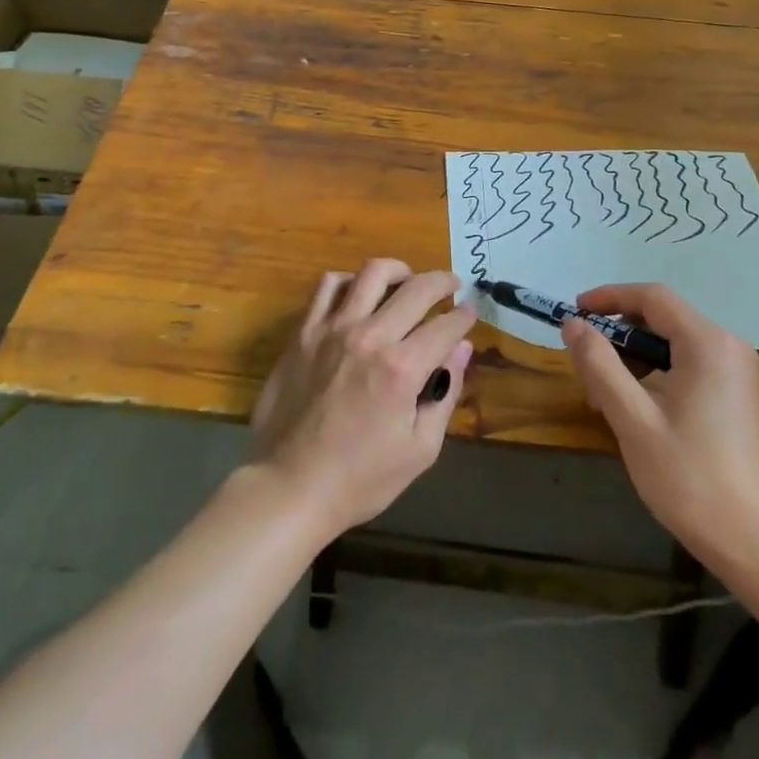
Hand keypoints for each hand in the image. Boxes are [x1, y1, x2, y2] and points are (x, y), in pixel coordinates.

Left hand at [248, 259, 475, 537]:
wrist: (288, 487)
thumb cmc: (360, 479)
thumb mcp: (420, 450)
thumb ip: (445, 393)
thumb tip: (462, 349)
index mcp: (402, 369)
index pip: (446, 325)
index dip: (464, 316)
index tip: (470, 313)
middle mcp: (370, 337)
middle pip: (417, 288)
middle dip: (443, 282)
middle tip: (452, 285)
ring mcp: (333, 329)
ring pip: (372, 273)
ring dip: (399, 270)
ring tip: (408, 280)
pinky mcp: (304, 332)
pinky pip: (328, 286)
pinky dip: (349, 281)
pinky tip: (359, 294)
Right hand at [563, 284, 758, 571]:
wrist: (754, 542)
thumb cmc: (691, 478)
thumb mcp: (633, 420)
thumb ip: (600, 365)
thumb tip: (573, 324)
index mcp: (707, 343)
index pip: (652, 297)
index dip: (609, 297)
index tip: (574, 312)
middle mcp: (728, 346)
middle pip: (663, 317)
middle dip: (619, 333)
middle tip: (585, 362)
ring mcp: (736, 371)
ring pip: (673, 342)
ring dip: (635, 356)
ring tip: (604, 394)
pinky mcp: (737, 394)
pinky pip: (689, 363)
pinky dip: (657, 373)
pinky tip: (637, 407)